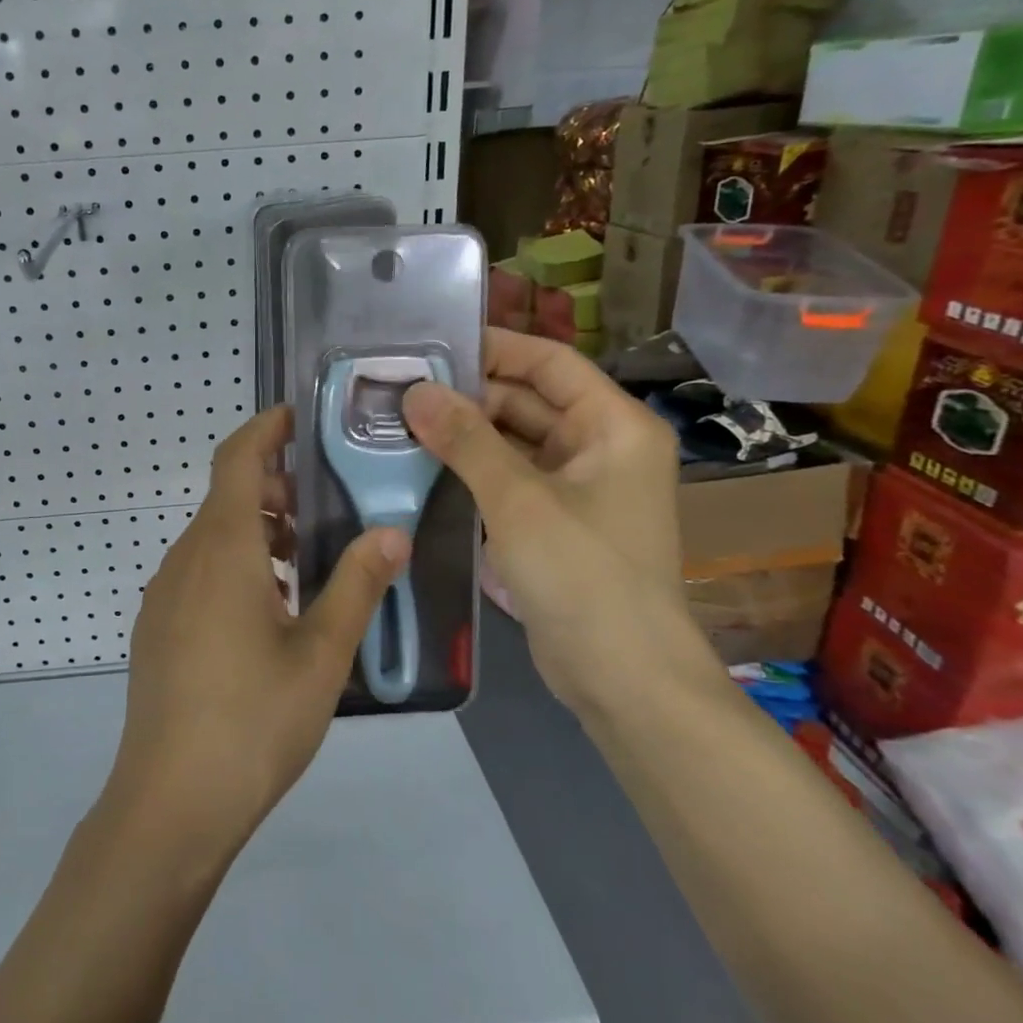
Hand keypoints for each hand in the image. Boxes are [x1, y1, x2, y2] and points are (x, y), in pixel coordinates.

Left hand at [108, 406, 409, 857]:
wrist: (170, 801)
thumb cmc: (253, 720)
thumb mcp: (322, 653)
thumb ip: (358, 585)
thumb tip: (393, 532)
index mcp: (222, 548)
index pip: (237, 458)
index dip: (265, 428)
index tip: (299, 416)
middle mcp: (185, 558)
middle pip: (226, 496)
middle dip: (274, 487)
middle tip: (327, 504)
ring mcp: (164, 593)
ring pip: (213, 536)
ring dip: (258, 530)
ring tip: (309, 559)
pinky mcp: (158, 626)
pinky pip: (200, 570)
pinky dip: (237, 563)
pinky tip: (271, 609)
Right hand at [402, 329, 719, 712]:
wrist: (623, 677)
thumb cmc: (583, 574)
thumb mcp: (518, 499)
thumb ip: (466, 440)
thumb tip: (415, 392)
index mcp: (613, 425)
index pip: (550, 362)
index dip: (494, 348)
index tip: (432, 345)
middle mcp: (600, 447)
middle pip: (528, 400)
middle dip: (467, 395)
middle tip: (399, 390)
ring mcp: (578, 487)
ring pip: (513, 441)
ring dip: (464, 434)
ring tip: (399, 423)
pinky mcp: (555, 522)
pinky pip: (509, 478)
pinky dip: (472, 470)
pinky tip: (423, 466)